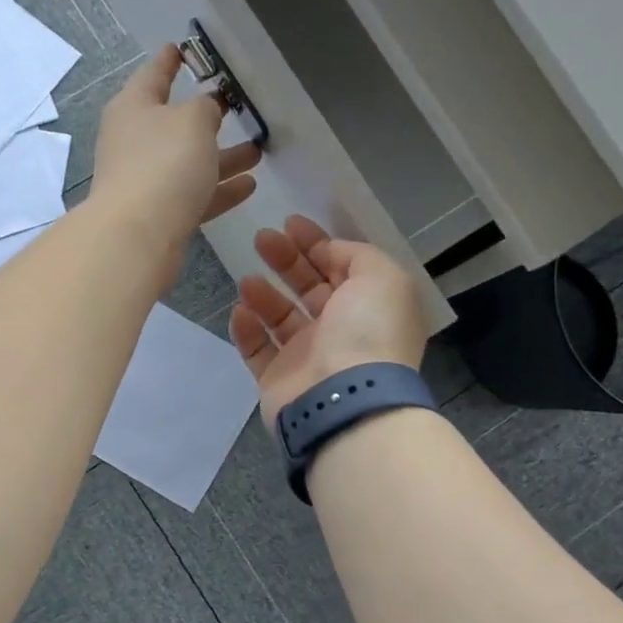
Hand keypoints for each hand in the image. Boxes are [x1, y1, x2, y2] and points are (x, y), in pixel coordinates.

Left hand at [88, 44, 260, 288]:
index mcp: (134, 107)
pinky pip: (194, 194)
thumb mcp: (193, 121)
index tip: (181, 49)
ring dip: (222, 157)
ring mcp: (145, 180)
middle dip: (207, 117)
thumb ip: (206, 108)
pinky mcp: (158, 214)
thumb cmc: (164, 164)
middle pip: (174, 123)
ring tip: (257, 152)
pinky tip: (249, 186)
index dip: (169, 60)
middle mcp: (134, 141)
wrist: (137, 236)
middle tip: (235, 107)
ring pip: (189, 162)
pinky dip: (219, 189)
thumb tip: (207, 109)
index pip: (153, 74)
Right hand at [230, 216, 428, 423]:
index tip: (290, 223)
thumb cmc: (367, 332)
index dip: (317, 243)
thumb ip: (357, 255)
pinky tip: (241, 311)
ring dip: (264, 294)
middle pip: (309, 288)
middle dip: (286, 260)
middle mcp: (341, 330)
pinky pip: (257, 350)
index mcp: (369, 306)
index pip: (341, 267)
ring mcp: (308, 358)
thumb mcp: (381, 276)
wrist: (343, 398)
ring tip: (247, 279)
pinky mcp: (278, 380)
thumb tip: (329, 252)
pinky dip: (247, 330)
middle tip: (262, 238)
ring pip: (281, 318)